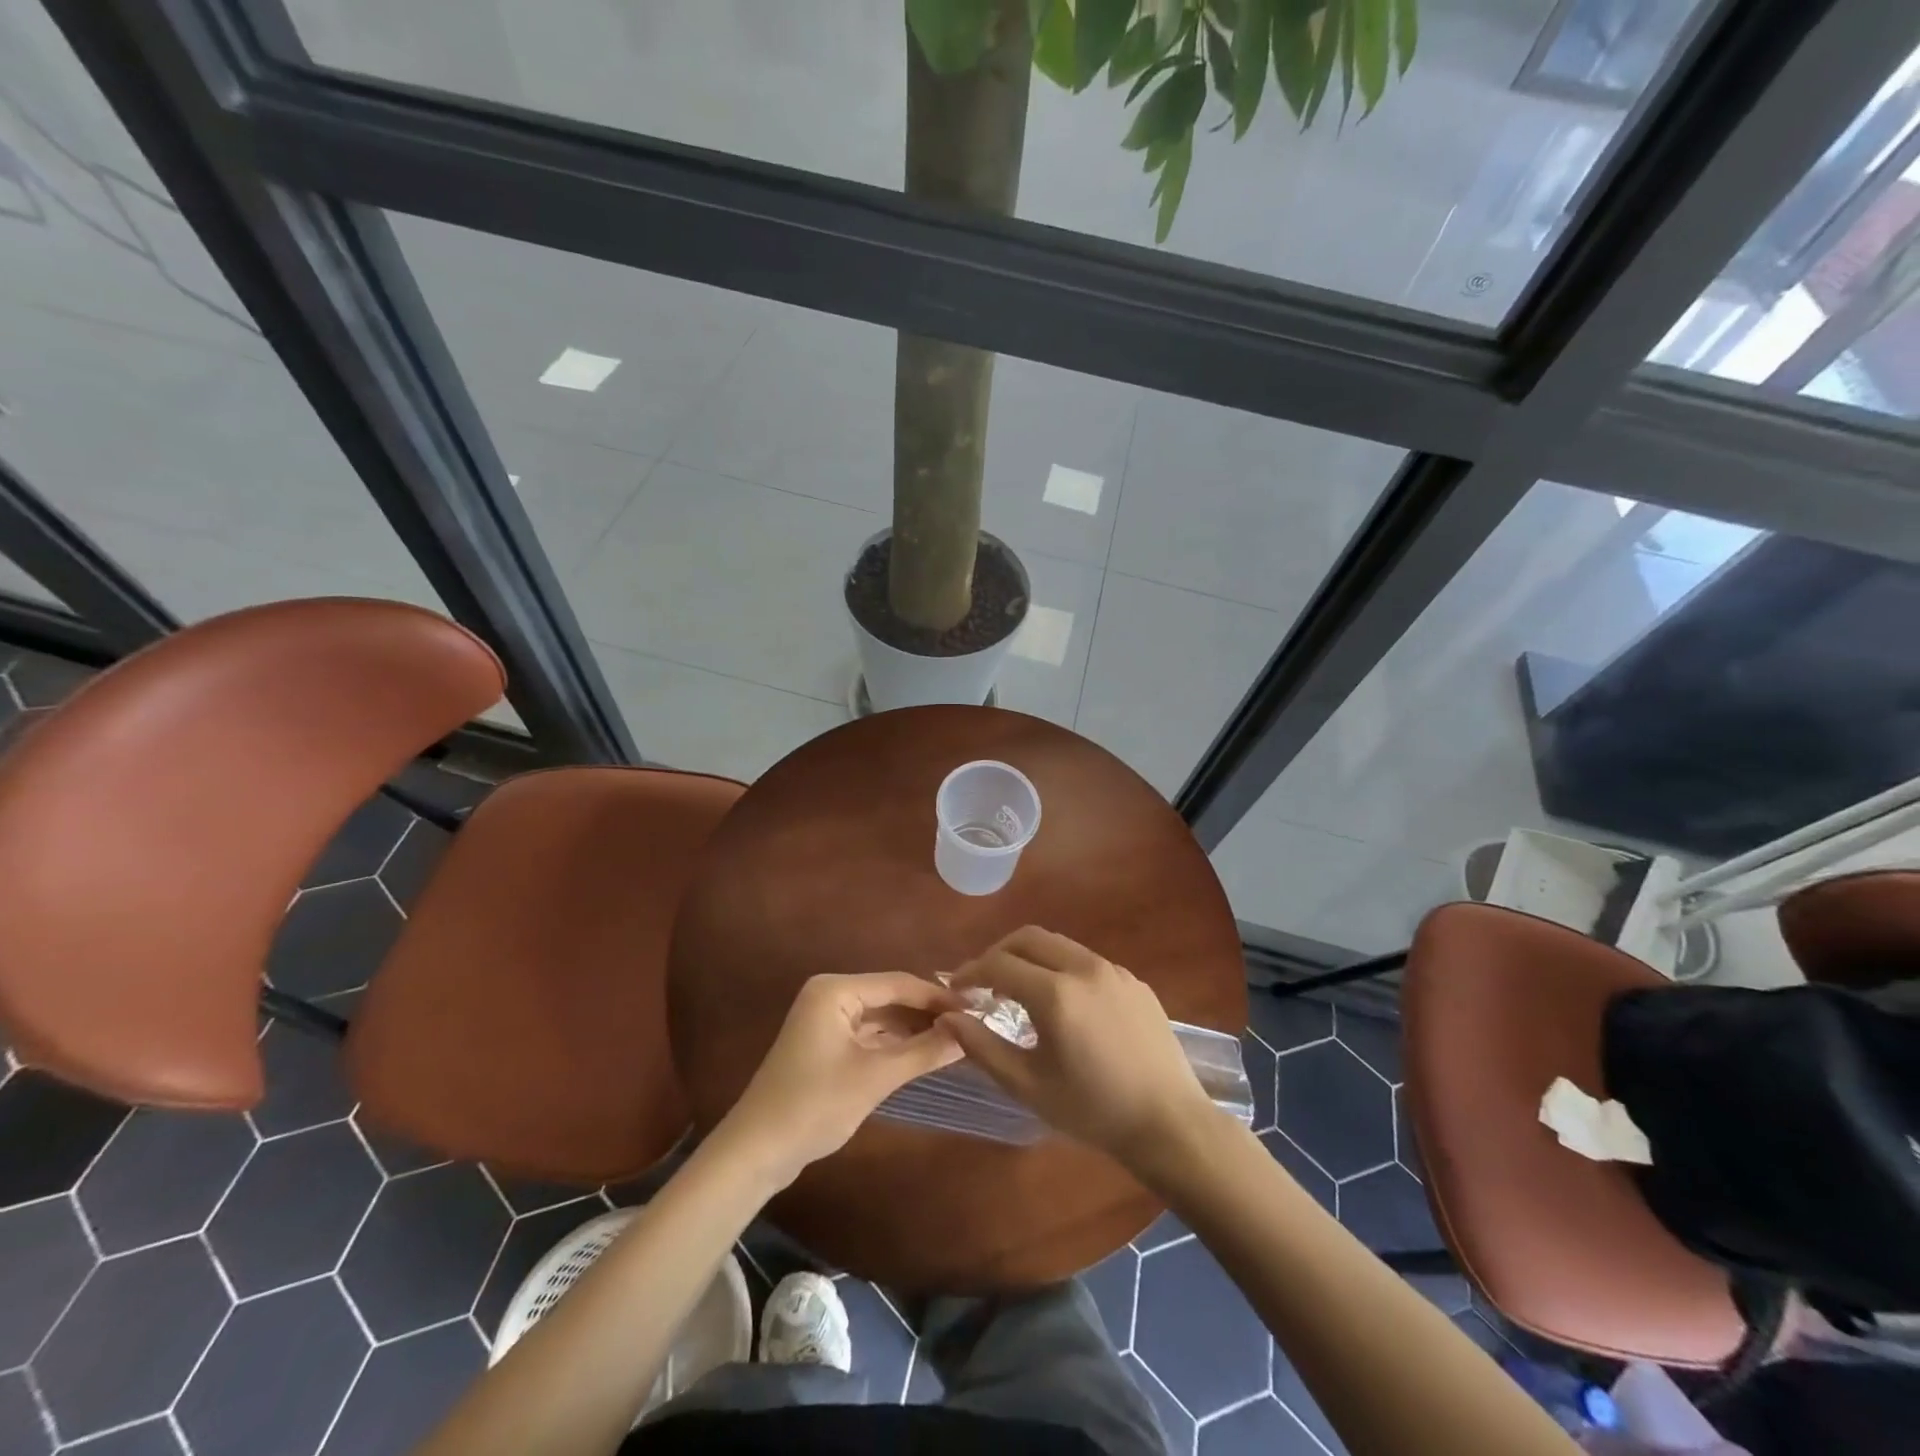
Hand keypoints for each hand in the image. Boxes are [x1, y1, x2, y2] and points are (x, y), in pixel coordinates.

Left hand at [720, 972, 963, 1185]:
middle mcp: (831, 995)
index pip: (899, 983)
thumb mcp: (876, 1077)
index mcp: (836, 990)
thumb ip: (924, 1051)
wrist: (757, 1152)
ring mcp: (827, 1020)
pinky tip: (926, 1053)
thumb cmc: (815, 1105)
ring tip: (958, 1038)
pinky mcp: (827, 1045)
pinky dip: (896, 1044)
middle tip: (973, 1024)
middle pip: (891, 997)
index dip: (939, 997)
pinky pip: (870, 1035)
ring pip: (882, 1017)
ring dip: (914, 1029)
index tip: (977, 1009)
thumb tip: (968, 1032)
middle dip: (928, 1012)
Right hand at [940, 926, 1216, 1170]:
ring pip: (1059, 945)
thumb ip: (982, 1046)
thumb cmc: (1093, 1110)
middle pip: (1028, 937)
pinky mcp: (1134, 980)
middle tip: (983, 982)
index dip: (970, 971)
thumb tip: (946, 1016)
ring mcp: (1113, 970)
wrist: (1169, 1123)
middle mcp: (1084, 968)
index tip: (956, 989)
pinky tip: (1063, 1005)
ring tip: (1019, 992)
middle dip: (998, 952)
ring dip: (1030, 957)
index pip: (998, 963)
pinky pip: (1086, 961)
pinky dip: (1061, 968)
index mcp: (1055, 993)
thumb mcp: (1028, 1085)